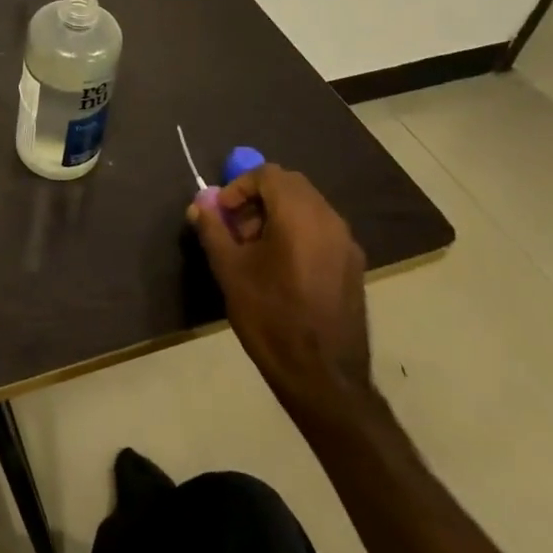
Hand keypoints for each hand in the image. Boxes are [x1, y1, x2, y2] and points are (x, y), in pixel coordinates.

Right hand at [188, 165, 371, 425]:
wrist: (323, 378)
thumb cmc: (271, 318)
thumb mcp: (230, 271)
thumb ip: (213, 229)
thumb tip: (199, 205)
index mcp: (299, 215)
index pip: (268, 174)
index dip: (239, 186)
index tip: (221, 213)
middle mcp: (328, 220)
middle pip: (290, 186)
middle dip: (258, 198)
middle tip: (236, 227)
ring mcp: (346, 243)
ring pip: (307, 206)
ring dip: (276, 214)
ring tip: (254, 250)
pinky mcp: (353, 266)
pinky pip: (321, 229)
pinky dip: (297, 231)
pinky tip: (280, 268)